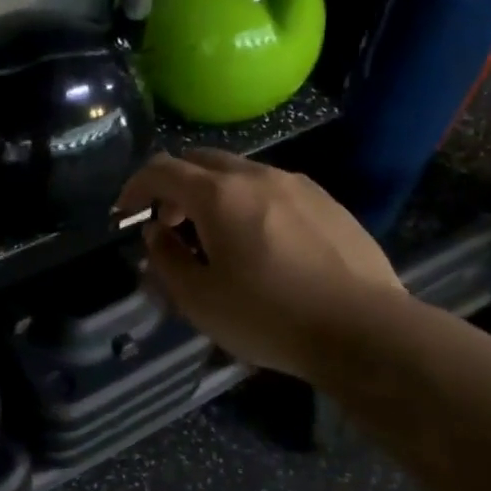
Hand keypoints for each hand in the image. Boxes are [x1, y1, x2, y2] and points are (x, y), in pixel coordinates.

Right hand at [119, 150, 404, 380]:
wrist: (364, 329)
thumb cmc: (270, 317)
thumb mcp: (200, 300)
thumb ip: (166, 260)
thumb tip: (156, 233)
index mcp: (219, 195)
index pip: (161, 169)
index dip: (135, 186)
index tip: (125, 212)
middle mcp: (257, 175)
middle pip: (201, 161)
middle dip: (174, 186)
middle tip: (169, 224)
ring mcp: (298, 184)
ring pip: (240, 172)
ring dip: (213, 193)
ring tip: (215, 236)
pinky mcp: (327, 201)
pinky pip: (273, 188)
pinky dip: (249, 201)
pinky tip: (262, 242)